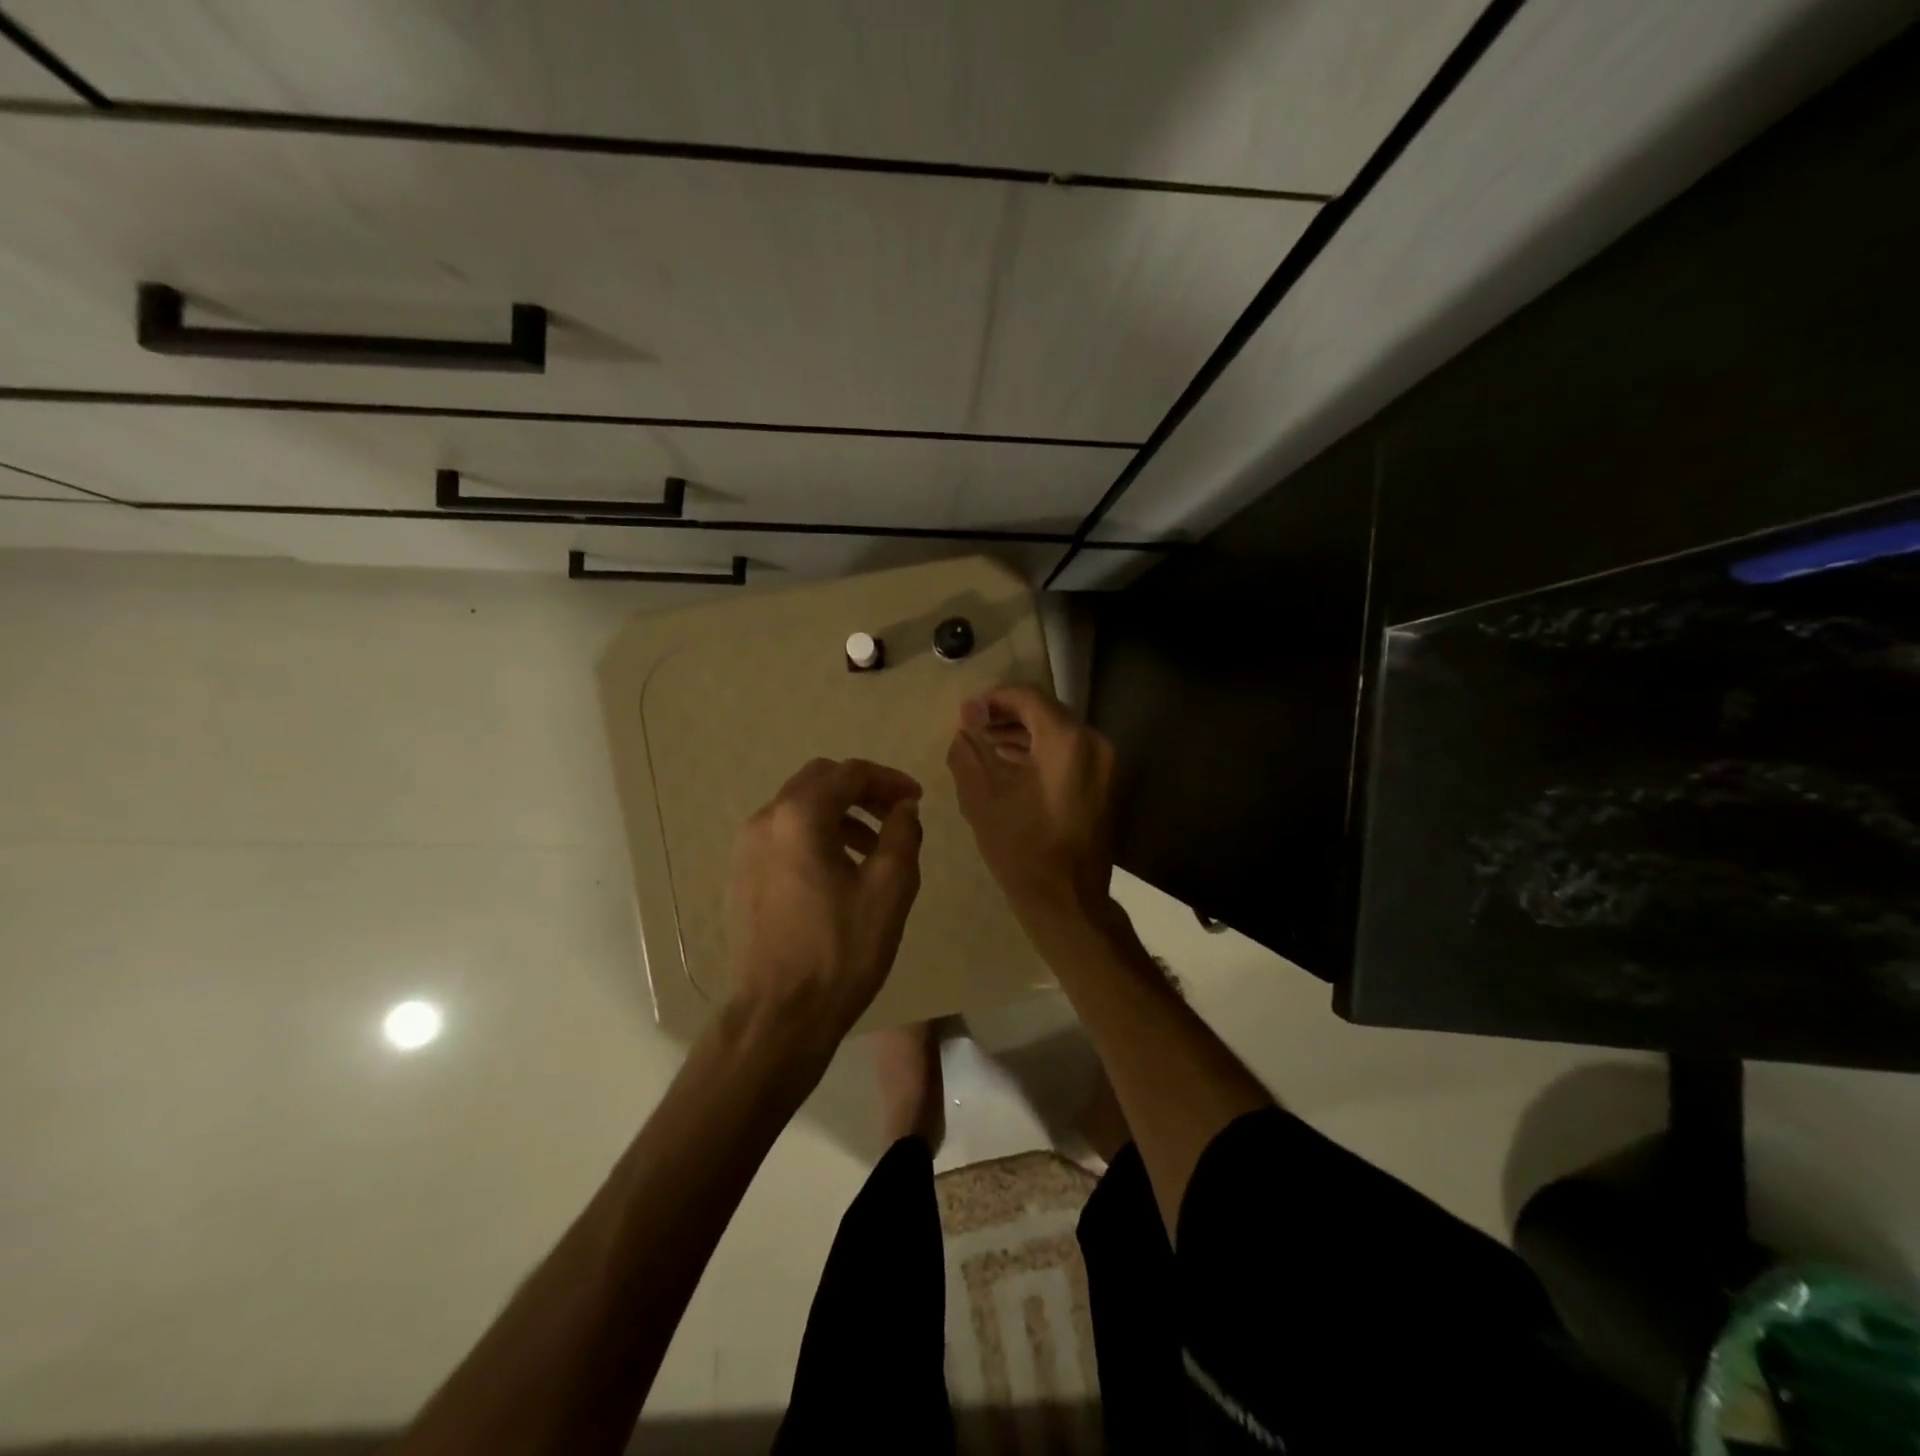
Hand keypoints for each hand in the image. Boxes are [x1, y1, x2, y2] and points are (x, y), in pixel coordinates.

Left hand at [725, 757, 923, 1058]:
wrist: (778, 1015)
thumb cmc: (840, 950)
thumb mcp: (890, 889)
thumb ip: (903, 834)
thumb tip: (903, 808)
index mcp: (800, 816)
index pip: (850, 773)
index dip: (889, 780)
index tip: (916, 800)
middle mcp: (765, 819)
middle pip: (819, 780)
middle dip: (862, 790)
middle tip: (895, 815)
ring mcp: (746, 847)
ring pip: (798, 807)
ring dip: (839, 813)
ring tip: (873, 848)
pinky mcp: (740, 874)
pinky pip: (783, 835)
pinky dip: (815, 835)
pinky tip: (838, 870)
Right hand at [946, 685, 1116, 928]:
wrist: (1068, 902)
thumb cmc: (1021, 849)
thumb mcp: (981, 798)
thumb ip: (968, 751)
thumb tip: (964, 723)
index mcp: (1067, 741)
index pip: (1027, 697)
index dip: (993, 699)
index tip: (966, 714)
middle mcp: (1094, 743)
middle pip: (1046, 712)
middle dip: (1007, 716)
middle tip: (973, 728)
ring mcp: (1106, 765)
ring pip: (1060, 733)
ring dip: (1024, 734)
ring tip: (987, 746)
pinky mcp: (1107, 784)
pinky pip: (1071, 754)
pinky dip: (1043, 753)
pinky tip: (1013, 765)